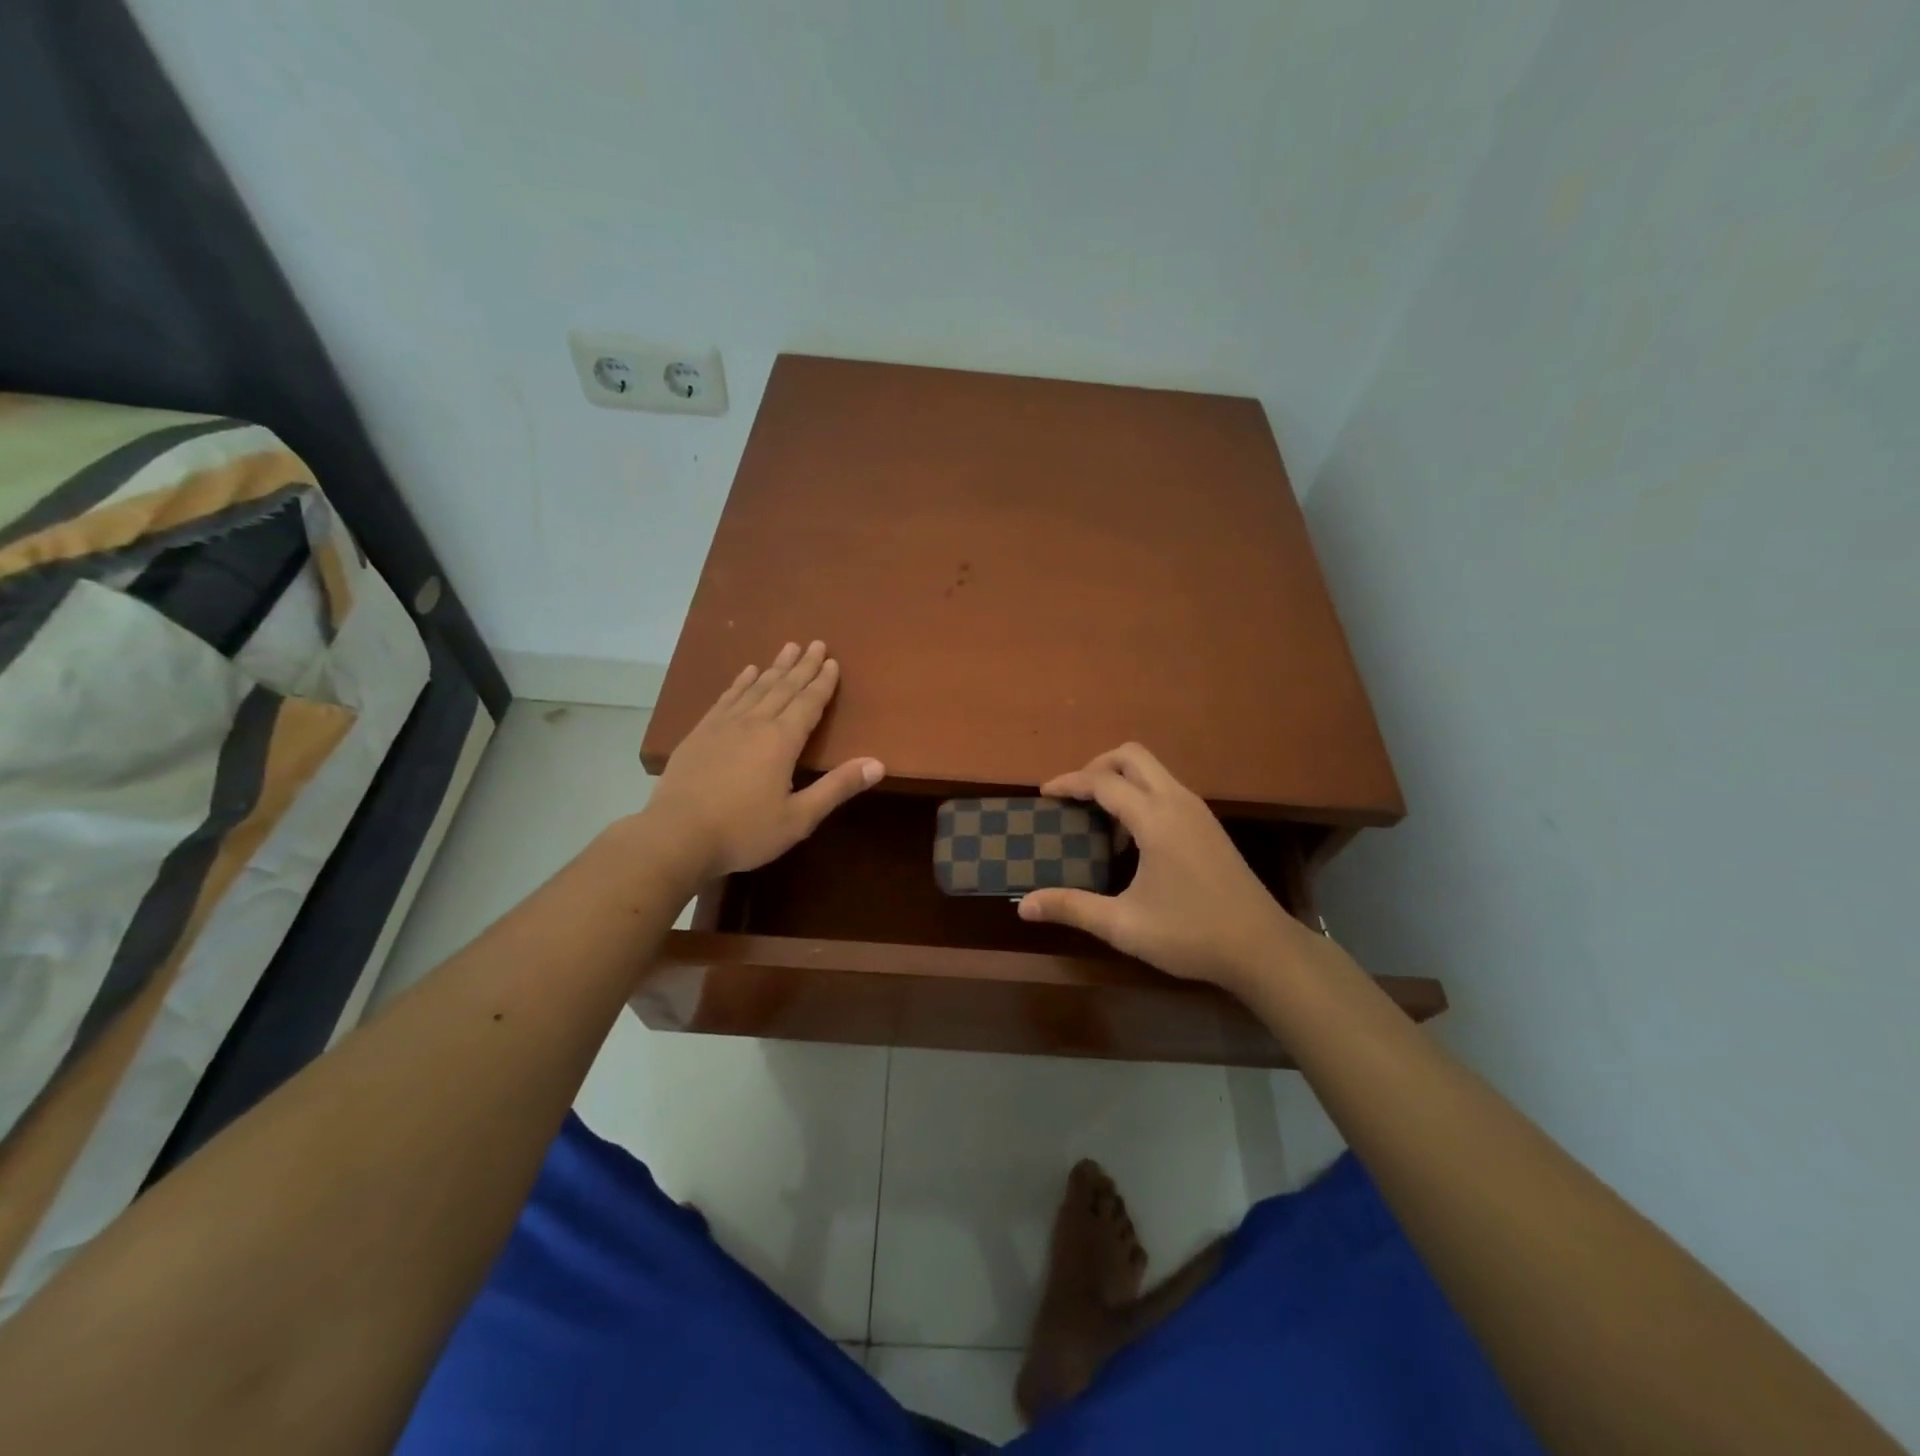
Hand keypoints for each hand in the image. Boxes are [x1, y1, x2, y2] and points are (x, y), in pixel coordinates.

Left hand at [643, 641, 883, 881]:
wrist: (677, 836)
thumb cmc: (744, 831)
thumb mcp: (799, 818)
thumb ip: (837, 788)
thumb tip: (878, 764)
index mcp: (782, 741)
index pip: (808, 704)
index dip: (823, 683)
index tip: (833, 662)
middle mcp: (754, 723)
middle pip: (783, 687)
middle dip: (803, 666)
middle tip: (816, 643)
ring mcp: (723, 725)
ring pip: (755, 688)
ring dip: (774, 667)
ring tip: (788, 648)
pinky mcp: (700, 733)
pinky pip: (726, 698)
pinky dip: (740, 683)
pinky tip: (746, 673)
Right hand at [1017, 743, 1318, 991]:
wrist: (1263, 949)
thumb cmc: (1191, 934)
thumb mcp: (1124, 925)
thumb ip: (1072, 908)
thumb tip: (1023, 906)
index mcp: (1156, 819)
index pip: (1103, 782)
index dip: (1069, 783)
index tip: (1043, 795)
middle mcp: (1178, 802)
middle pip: (1131, 756)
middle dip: (1096, 766)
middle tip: (1072, 797)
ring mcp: (1198, 811)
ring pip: (1153, 770)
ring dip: (1120, 780)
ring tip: (1095, 818)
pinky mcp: (1208, 825)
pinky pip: (1166, 789)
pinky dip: (1140, 795)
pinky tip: (1131, 839)